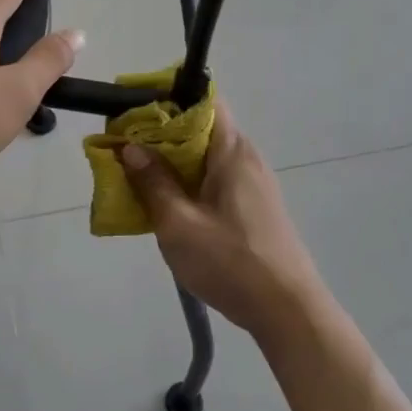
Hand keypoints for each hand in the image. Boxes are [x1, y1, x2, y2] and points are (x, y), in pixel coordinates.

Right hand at [120, 102, 327, 336]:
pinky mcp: (253, 208)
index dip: (167, 101)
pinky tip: (167, 208)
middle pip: (200, 130)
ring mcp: (253, 184)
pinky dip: (188, 185)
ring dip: (172, 165)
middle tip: (123, 151)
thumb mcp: (179, 224)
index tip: (133, 115)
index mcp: (232, 151)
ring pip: (205, 159)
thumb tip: (131, 147)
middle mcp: (246, 158)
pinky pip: (214, 182)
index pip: (203, 102)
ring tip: (137, 181)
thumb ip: (153, 183)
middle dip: (160, 137)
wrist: (288, 309)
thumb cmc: (230, 262)